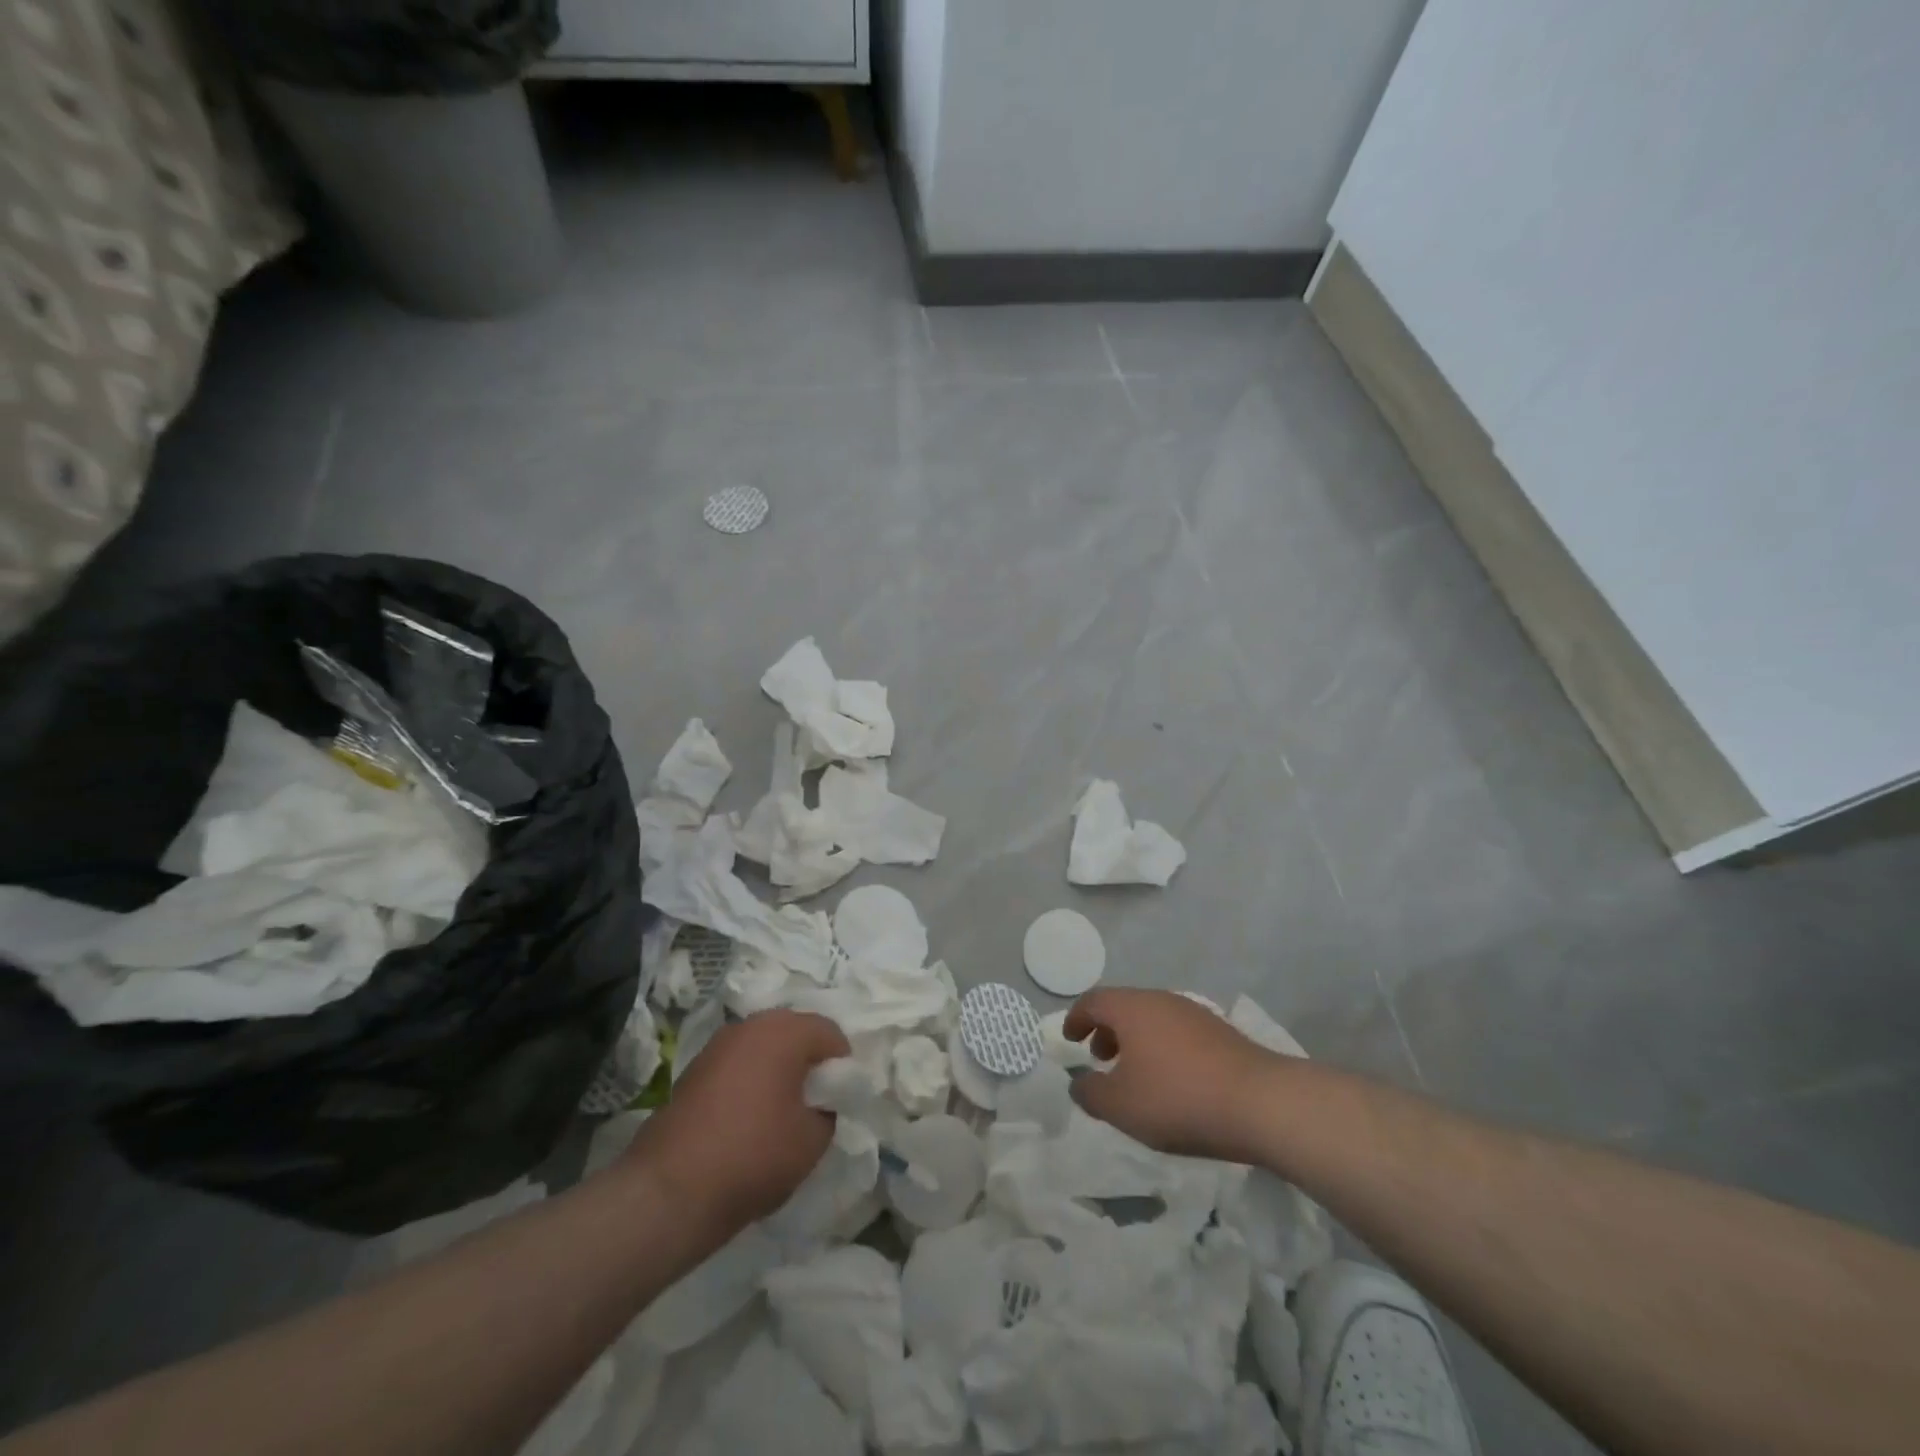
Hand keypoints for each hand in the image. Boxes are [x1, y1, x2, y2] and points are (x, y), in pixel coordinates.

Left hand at [625, 1010, 848, 1230]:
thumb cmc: (753, 1156)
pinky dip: (751, 1079)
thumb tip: (823, 1100)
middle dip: (810, 1061)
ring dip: (778, 1068)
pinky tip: (749, 1116)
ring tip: (782, 1109)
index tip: (842, 1098)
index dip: (843, 1064)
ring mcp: (717, 1044)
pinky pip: (738, 1062)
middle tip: (816, 1101)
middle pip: (795, 1032)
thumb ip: (831, 1109)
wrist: (669, 1191)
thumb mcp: (813, 1140)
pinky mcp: (694, 1068)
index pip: (830, 1033)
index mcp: (784, 1032)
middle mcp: (750, 1025)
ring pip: (764, 1046)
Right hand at [1065, 988, 1276, 1161]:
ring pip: (1153, 1019)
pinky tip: (1172, 1081)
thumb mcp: (1121, 1106)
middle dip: (1107, 1030)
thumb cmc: (1178, 1099)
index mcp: (1131, 1008)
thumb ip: (1091, 1094)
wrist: (1260, 1102)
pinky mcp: (1221, 1032)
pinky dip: (1162, 1048)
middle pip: (1124, 1006)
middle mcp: (1161, 1000)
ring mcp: (1194, 1014)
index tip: (1069, 1039)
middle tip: (1100, 1058)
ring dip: (1136, 1040)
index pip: (1093, 1001)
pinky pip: (1177, 1032)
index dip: (1076, 1018)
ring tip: (1135, 1074)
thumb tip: (1078, 1083)